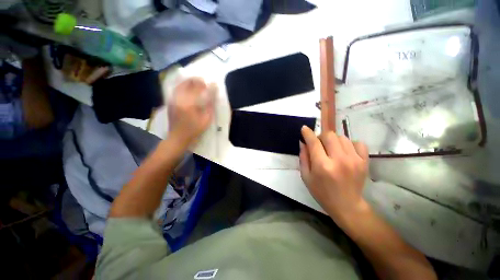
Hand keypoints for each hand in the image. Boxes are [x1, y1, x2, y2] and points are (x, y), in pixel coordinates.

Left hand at [168, 77, 215, 144]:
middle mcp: (179, 98)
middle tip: (205, 81)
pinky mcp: (170, 102)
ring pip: (181, 84)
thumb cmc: (194, 130)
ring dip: (190, 81)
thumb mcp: (206, 120)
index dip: (207, 85)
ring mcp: (173, 99)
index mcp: (189, 103)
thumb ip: (210, 106)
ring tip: (197, 82)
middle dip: (197, 80)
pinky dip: (184, 85)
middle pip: (188, 83)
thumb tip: (214, 95)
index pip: (199, 89)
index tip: (214, 83)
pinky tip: (189, 87)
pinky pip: (177, 89)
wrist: (177, 137)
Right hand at [299, 126, 369, 223]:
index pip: (314, 142)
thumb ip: (303, 157)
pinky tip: (345, 152)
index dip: (308, 133)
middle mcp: (339, 160)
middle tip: (319, 145)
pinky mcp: (364, 161)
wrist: (347, 206)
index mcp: (322, 166)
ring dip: (333, 141)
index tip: (304, 128)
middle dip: (321, 137)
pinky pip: (357, 142)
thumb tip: (303, 142)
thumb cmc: (322, 192)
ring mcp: (354, 160)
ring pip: (342, 137)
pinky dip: (349, 144)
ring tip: (332, 150)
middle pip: (329, 135)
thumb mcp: (306, 177)